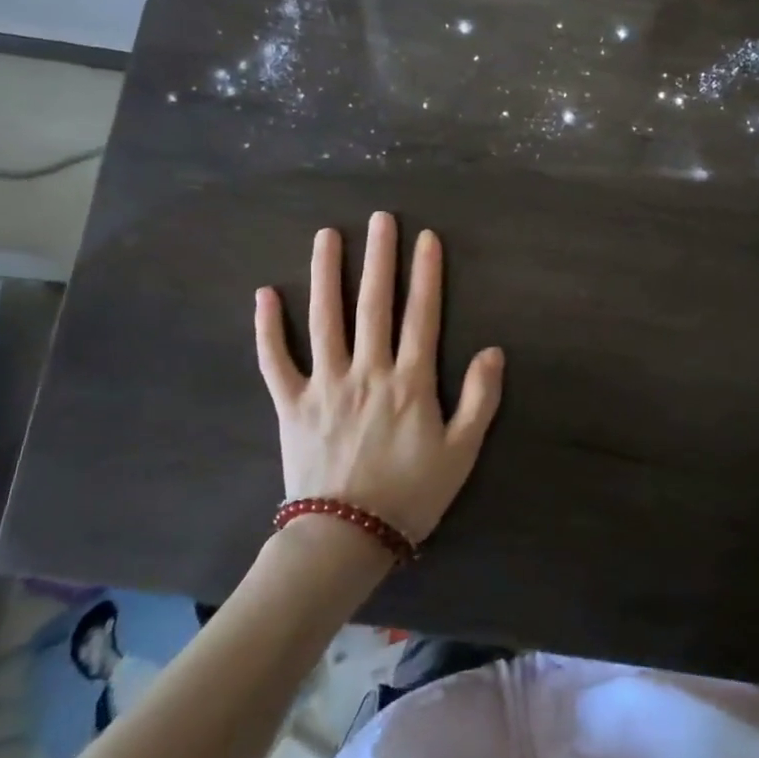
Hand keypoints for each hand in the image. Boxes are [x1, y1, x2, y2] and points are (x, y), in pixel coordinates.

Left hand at [253, 211, 504, 542]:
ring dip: (326, 275)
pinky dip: (268, 328)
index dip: (426, 274)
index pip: (421, 315)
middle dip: (378, 258)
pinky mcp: (291, 404)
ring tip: (327, 236)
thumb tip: (493, 350)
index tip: (426, 238)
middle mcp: (367, 371)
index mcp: (410, 382)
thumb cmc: (411, 495)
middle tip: (380, 218)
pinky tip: (265, 294)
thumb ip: (480, 398)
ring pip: (325, 319)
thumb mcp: (461, 452)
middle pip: (373, 305)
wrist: (345, 539)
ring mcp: (325, 385)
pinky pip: (275, 360)